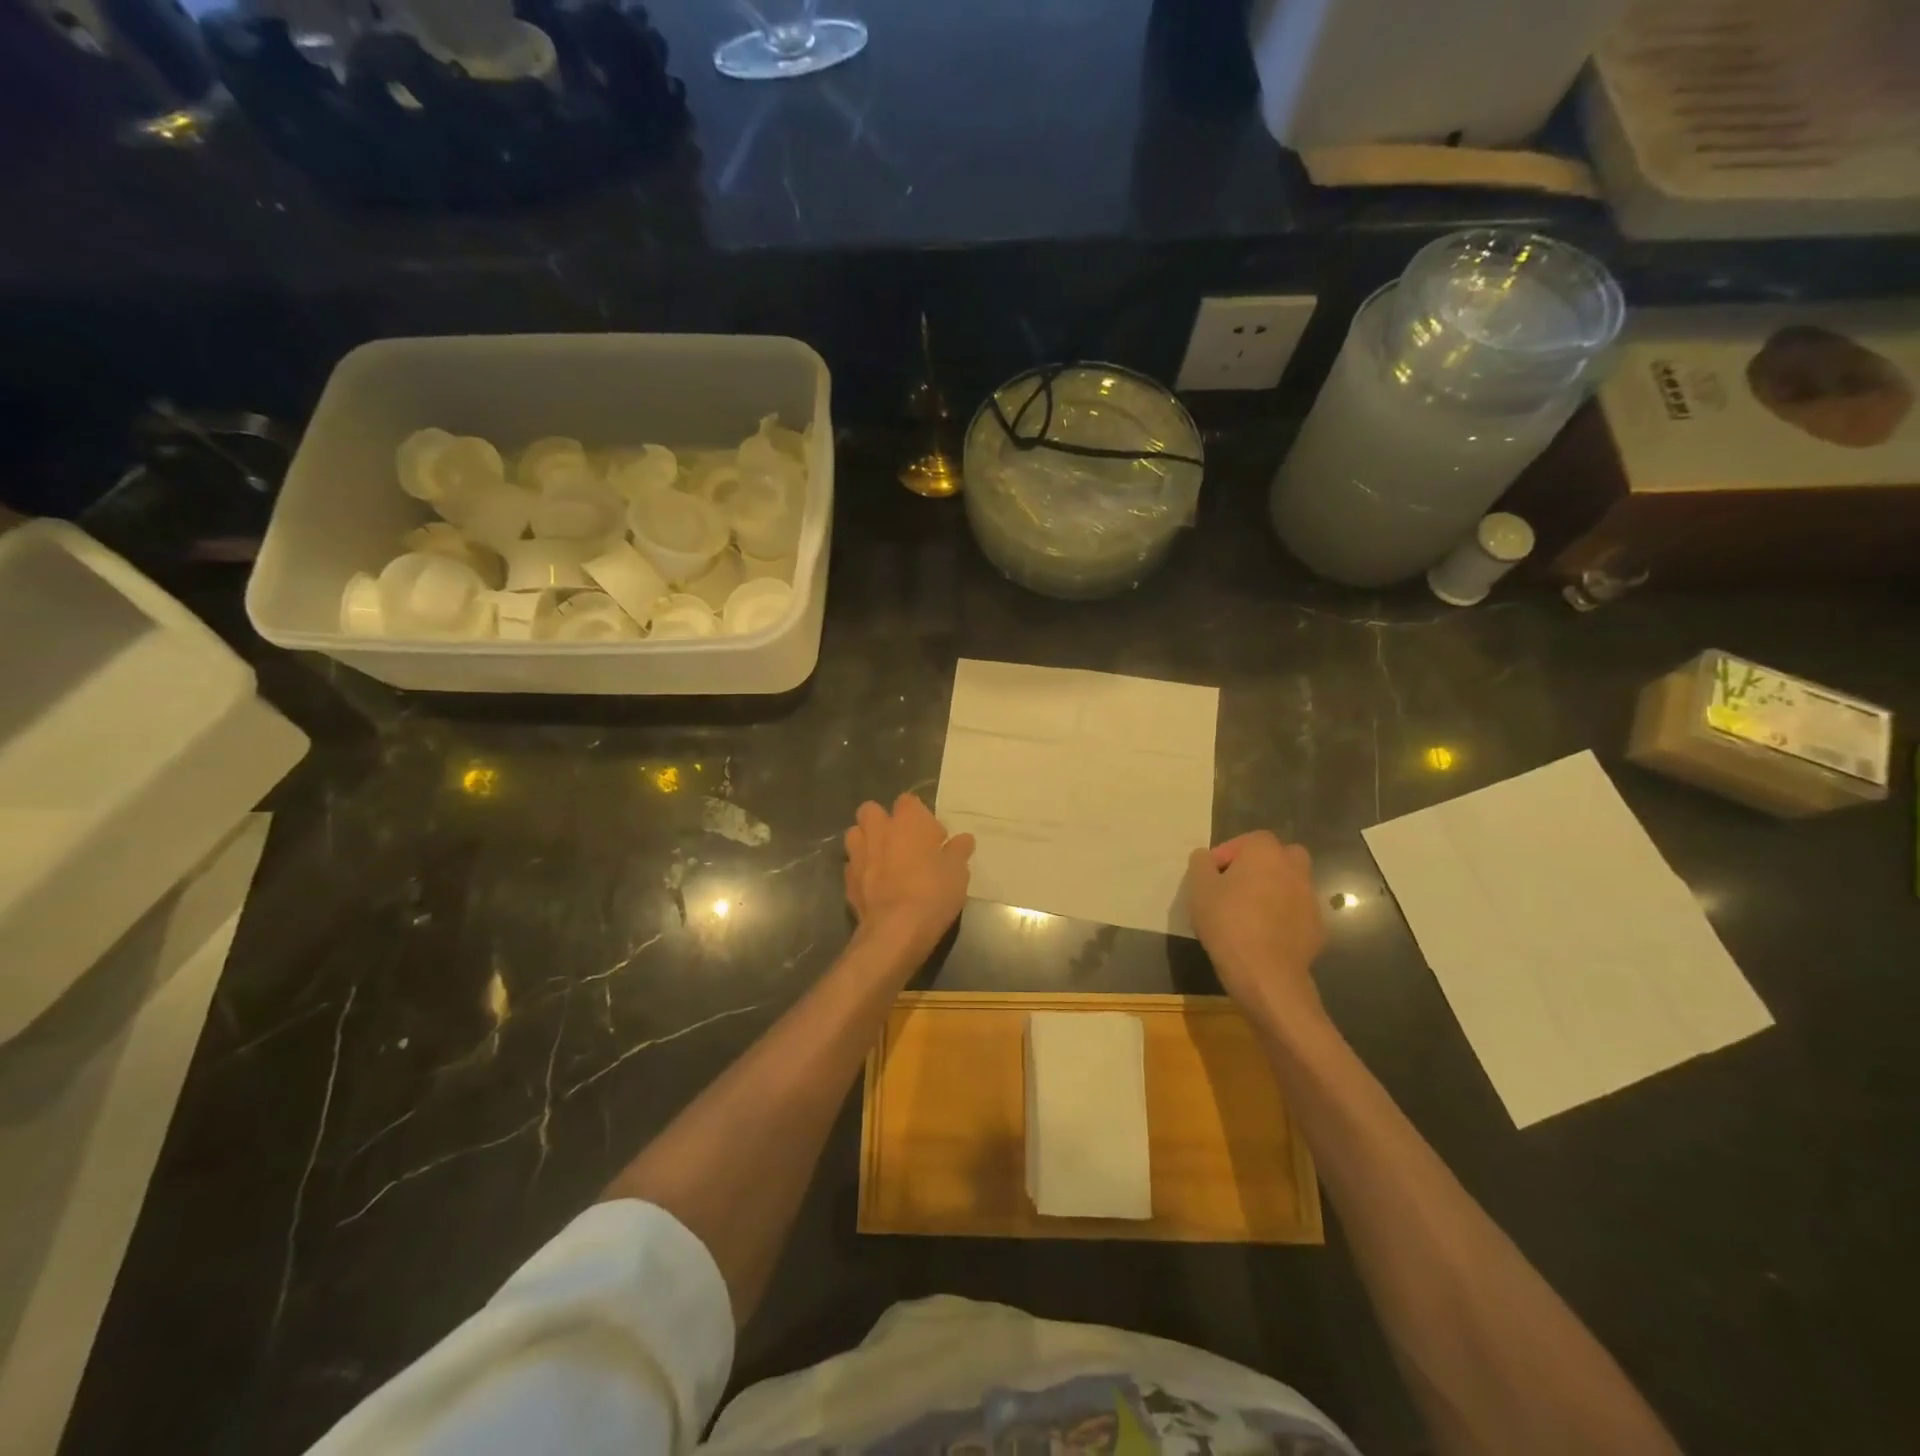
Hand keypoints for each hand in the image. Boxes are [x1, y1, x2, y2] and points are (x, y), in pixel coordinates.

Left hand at [844, 794, 974, 967]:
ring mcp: (858, 854)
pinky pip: (853, 866)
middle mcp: (878, 830)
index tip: (934, 838)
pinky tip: (876, 886)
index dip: (921, 817)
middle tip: (903, 843)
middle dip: (883, 821)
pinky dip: (862, 871)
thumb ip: (959, 850)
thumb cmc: (933, 892)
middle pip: (872, 810)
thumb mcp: (958, 871)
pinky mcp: (847, 880)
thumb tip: (964, 839)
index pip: (908, 801)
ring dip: (867, 842)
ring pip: (855, 835)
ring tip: (884, 861)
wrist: (896, 931)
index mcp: (907, 820)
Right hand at [1185, 832, 1327, 1021]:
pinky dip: (1283, 918)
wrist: (1266, 973)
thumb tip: (1206, 857)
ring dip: (1272, 892)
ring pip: (1289, 885)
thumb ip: (1201, 863)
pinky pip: (1296, 913)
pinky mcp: (1318, 927)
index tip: (1211, 878)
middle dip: (1258, 868)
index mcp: (1265, 851)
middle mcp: (1294, 868)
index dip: (1226, 857)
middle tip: (1235, 889)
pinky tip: (1264, 936)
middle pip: (1276, 857)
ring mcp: (1310, 898)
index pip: (1246, 841)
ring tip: (1248, 915)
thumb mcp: (1199, 888)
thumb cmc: (1228, 922)